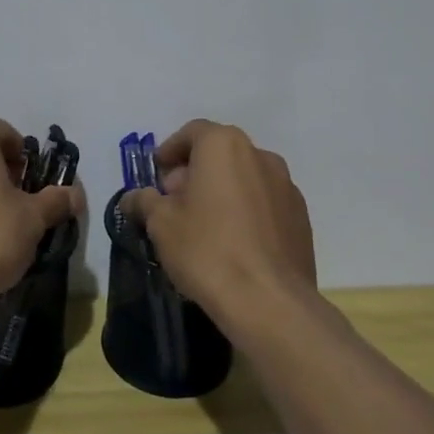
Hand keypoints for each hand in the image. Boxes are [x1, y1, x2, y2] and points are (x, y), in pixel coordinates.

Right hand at [120, 120, 316, 329]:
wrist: (269, 301)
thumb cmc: (206, 250)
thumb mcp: (161, 224)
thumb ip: (144, 201)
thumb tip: (133, 197)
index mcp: (224, 146)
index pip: (192, 132)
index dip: (170, 151)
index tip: (157, 175)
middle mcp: (260, 155)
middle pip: (220, 153)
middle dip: (194, 172)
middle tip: (174, 203)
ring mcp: (286, 186)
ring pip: (245, 177)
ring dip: (222, 191)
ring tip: (203, 225)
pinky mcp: (301, 217)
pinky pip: (264, 203)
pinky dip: (245, 211)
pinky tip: (232, 243)